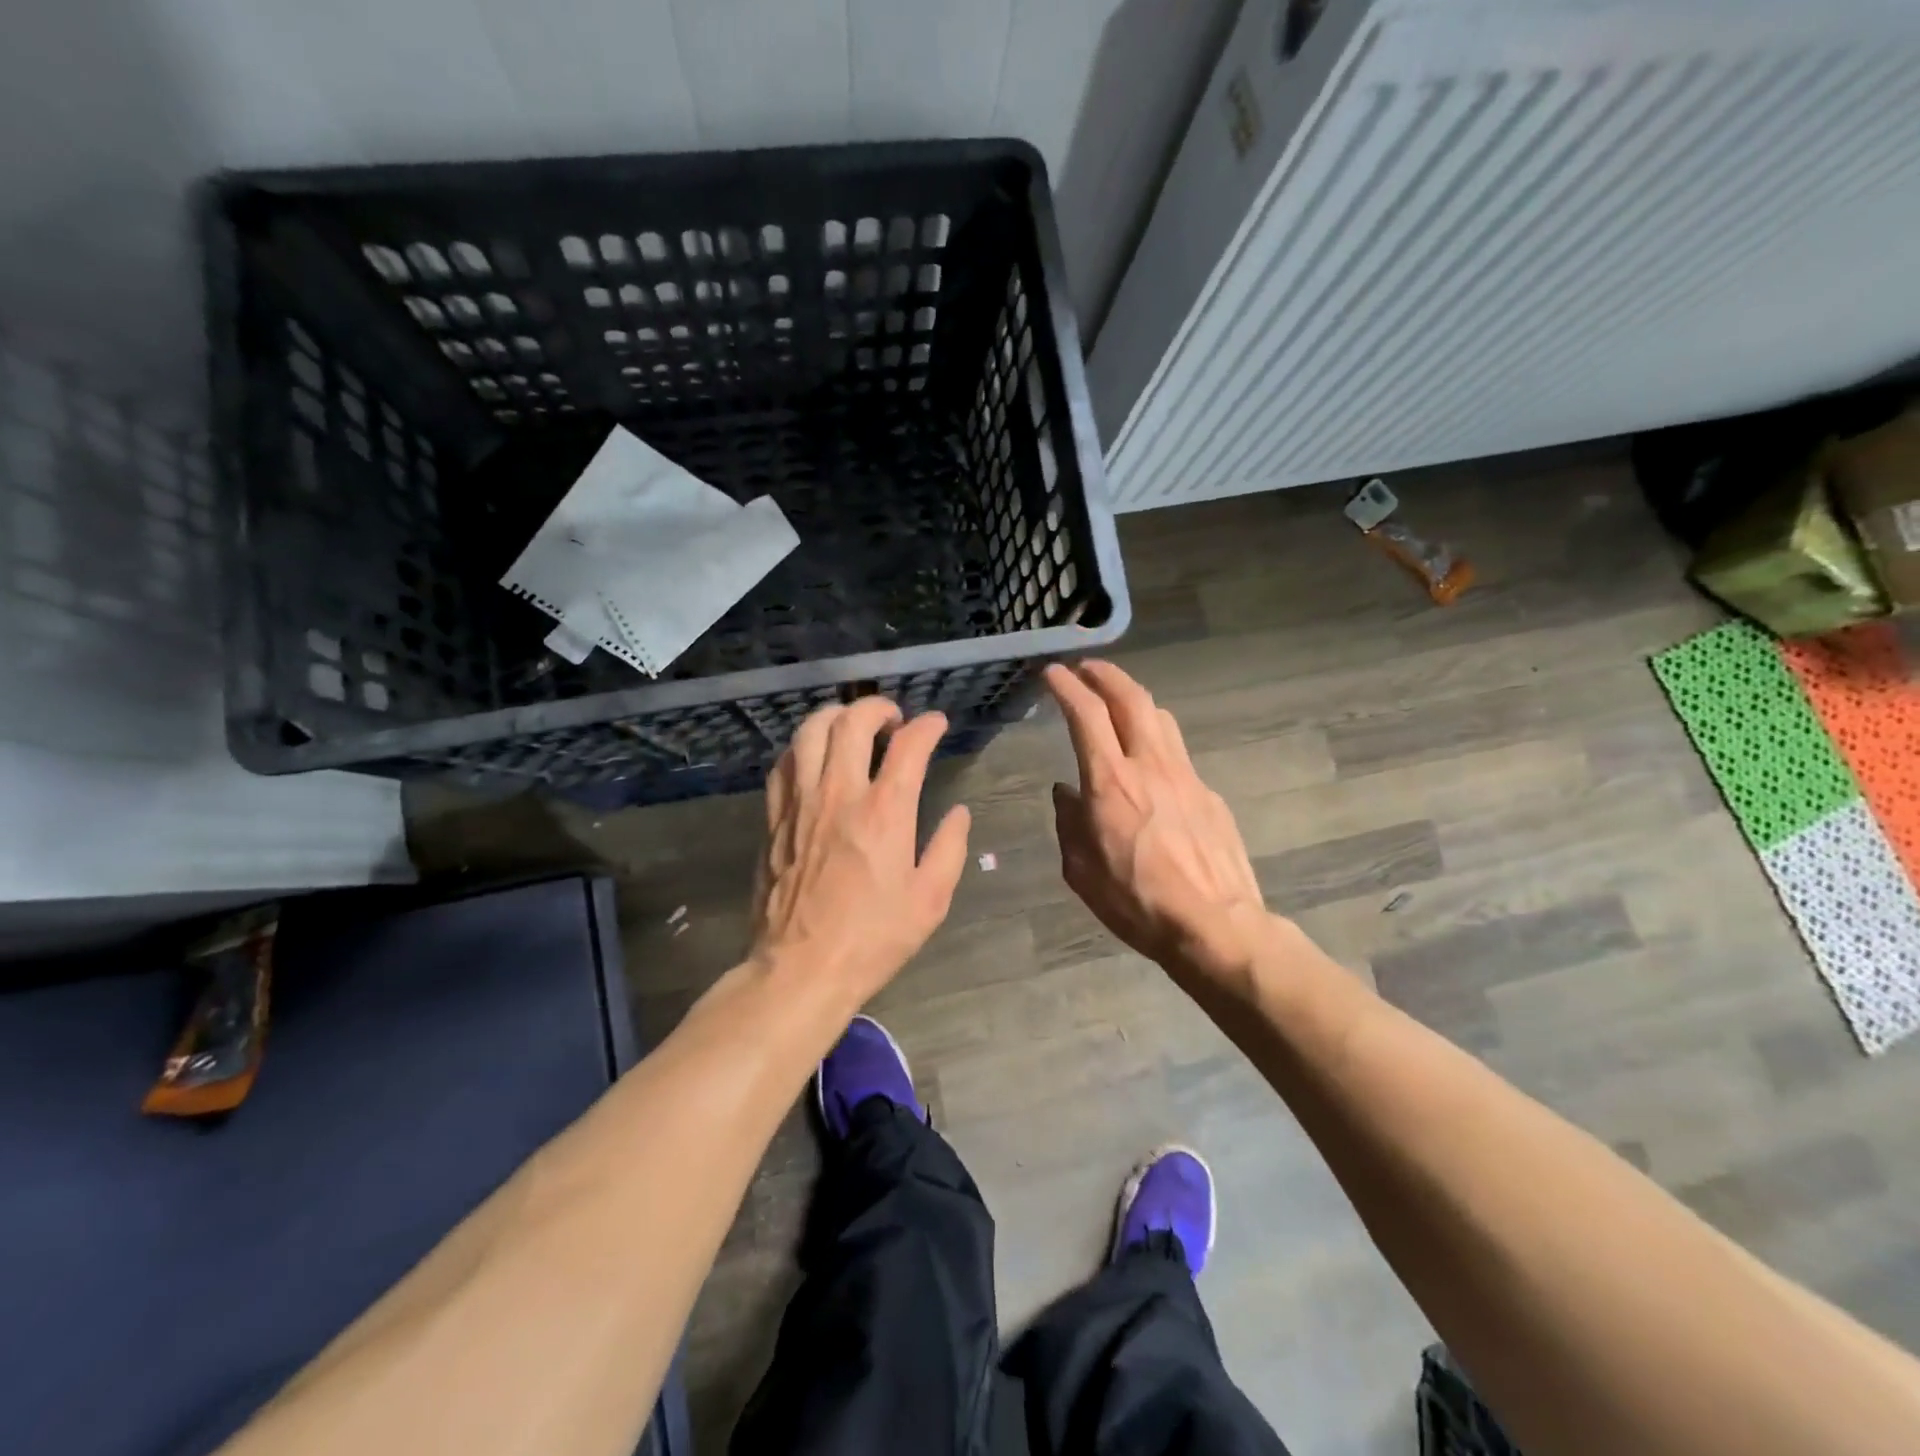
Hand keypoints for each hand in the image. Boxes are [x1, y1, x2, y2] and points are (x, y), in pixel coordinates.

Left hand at [751, 698, 970, 1012]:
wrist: (801, 969)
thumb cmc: (873, 937)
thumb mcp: (930, 900)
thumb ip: (949, 848)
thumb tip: (958, 812)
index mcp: (885, 812)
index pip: (909, 746)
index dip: (927, 726)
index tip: (936, 724)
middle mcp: (839, 794)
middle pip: (852, 722)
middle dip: (877, 707)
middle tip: (893, 719)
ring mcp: (800, 803)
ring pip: (809, 732)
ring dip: (835, 716)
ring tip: (851, 726)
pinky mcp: (774, 818)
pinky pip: (783, 763)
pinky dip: (802, 747)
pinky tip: (813, 756)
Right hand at [1046, 661, 1271, 993]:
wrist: (1215, 926)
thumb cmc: (1137, 902)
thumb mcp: (1081, 871)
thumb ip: (1068, 823)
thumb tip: (1066, 792)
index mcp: (1110, 782)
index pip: (1086, 715)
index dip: (1067, 687)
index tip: (1053, 673)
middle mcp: (1150, 766)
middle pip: (1131, 698)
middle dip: (1106, 674)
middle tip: (1088, 668)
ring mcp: (1186, 776)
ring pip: (1161, 717)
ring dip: (1135, 698)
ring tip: (1119, 700)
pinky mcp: (1209, 794)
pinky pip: (1178, 752)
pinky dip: (1156, 738)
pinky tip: (1150, 760)